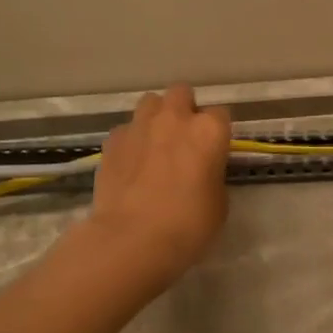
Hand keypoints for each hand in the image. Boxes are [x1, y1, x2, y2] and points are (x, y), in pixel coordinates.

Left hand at [87, 85, 231, 284]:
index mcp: (209, 131)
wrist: (132, 239)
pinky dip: (130, 140)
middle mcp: (175, 118)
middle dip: (184, 108)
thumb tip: (202, 171)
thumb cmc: (188, 225)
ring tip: (154, 143)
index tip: (214, 149)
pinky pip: (125, 129)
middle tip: (183, 137)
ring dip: (155, 116)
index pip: (220, 114)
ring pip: (150, 102)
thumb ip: (212, 175)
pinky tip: (130, 163)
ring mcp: (139, 126)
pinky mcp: (111, 141)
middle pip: (182, 93)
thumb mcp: (219, 202)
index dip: (217, 132)